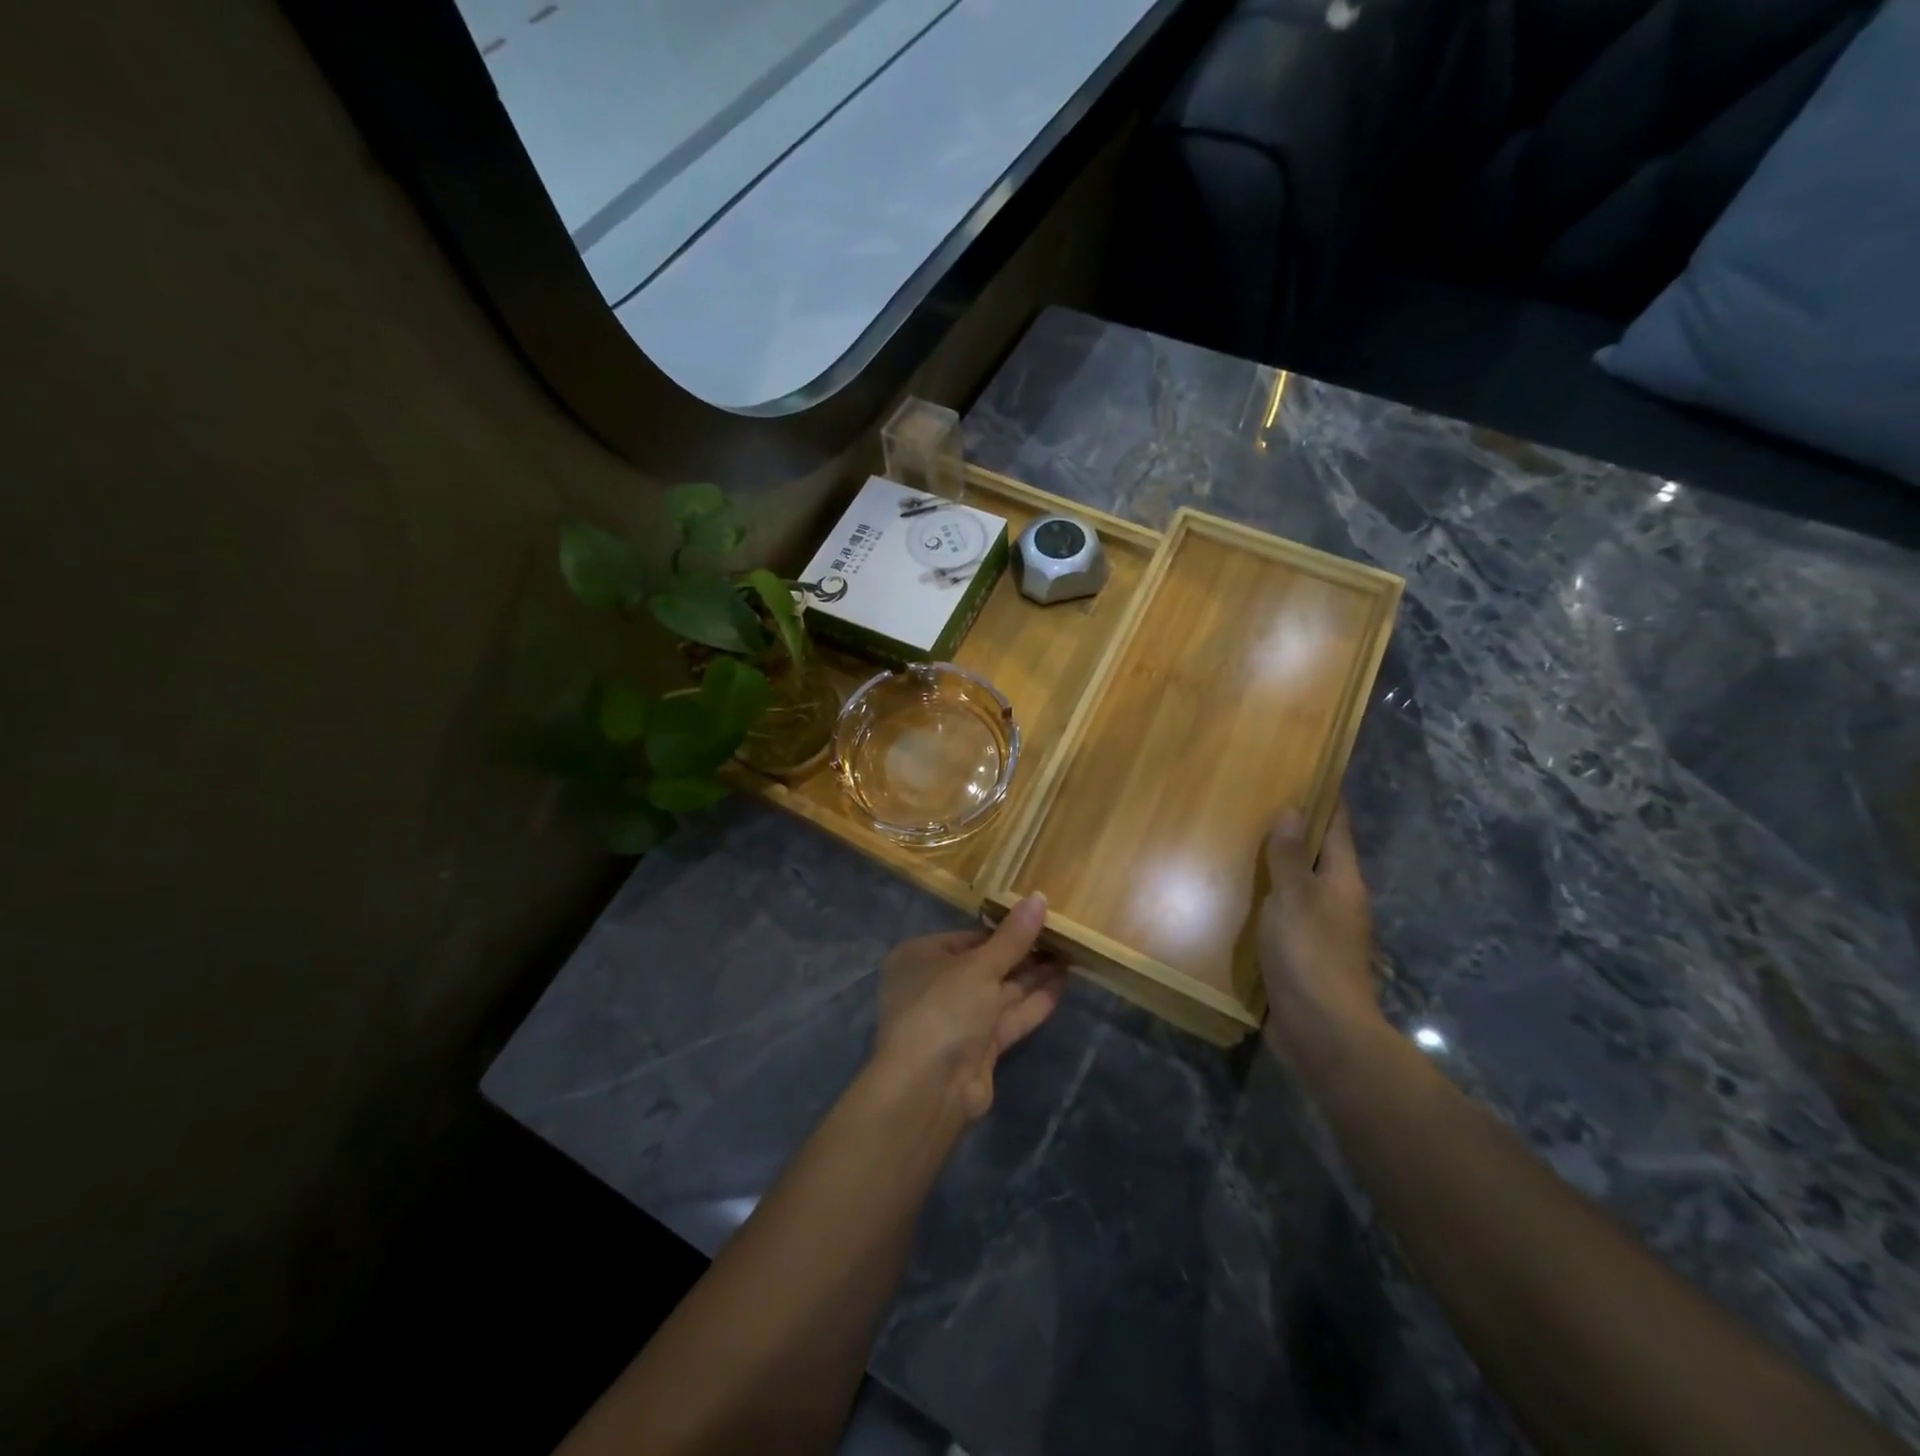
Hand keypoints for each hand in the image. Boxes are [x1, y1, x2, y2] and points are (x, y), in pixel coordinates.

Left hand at [873, 894, 1066, 1120]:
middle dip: (1023, 953)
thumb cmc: (944, 1009)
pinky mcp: (978, 1047)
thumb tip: (1039, 896)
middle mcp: (936, 985)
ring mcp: (957, 1019)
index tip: (1038, 919)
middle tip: (1062, 937)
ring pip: (1000, 991)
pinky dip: (1034, 1002)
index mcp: (921, 957)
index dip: (1004, 930)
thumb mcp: (980, 966)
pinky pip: (1008, 1017)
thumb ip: (1013, 937)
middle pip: (986, 964)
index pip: (968, 937)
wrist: (929, 1088)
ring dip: (1033, 976)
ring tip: (1070, 955)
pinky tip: (1063, 983)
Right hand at [1259, 802, 1381, 1064]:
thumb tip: (1292, 810)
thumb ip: (1288, 856)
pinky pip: (1281, 916)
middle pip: (1317, 857)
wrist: (1322, 1031)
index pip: (1336, 829)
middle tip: (1255, 804)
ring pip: (1297, 887)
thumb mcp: (1294, 897)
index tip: (1306, 772)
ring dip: (1275, 868)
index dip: (1325, 800)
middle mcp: (1337, 902)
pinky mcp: (1301, 956)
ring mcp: (1320, 932)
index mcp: (1343, 882)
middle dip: (1293, 832)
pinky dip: (1264, 901)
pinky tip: (1236, 897)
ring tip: (1238, 844)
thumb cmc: (1310, 954)